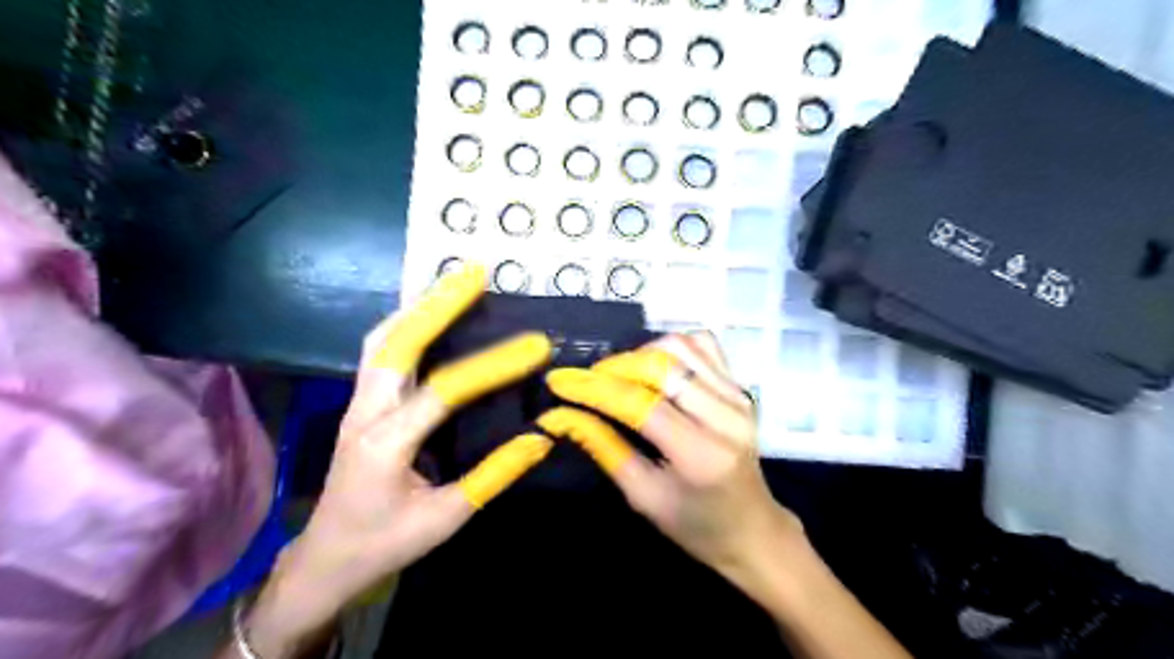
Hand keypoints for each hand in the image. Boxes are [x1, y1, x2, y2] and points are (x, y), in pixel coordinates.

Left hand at [243, 264, 556, 656]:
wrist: (325, 560)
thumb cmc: (384, 543)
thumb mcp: (446, 517)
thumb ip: (493, 475)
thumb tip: (540, 438)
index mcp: (384, 445)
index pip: (444, 391)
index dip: (493, 365)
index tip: (535, 345)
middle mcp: (364, 413)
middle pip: (396, 343)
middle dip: (437, 304)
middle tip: (474, 273)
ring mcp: (356, 405)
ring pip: (382, 340)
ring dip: (418, 307)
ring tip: (453, 283)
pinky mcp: (360, 404)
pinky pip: (380, 352)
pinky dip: (406, 324)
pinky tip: (430, 315)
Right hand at [536, 336, 803, 597]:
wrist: (752, 528)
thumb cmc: (695, 525)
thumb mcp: (642, 496)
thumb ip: (603, 448)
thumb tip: (561, 415)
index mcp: (701, 454)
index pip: (641, 405)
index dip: (595, 389)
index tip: (559, 381)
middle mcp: (725, 415)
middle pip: (662, 366)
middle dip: (615, 367)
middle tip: (588, 381)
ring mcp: (737, 395)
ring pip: (681, 346)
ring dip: (641, 354)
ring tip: (620, 376)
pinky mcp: (739, 386)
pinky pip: (702, 345)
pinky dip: (671, 348)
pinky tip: (656, 368)